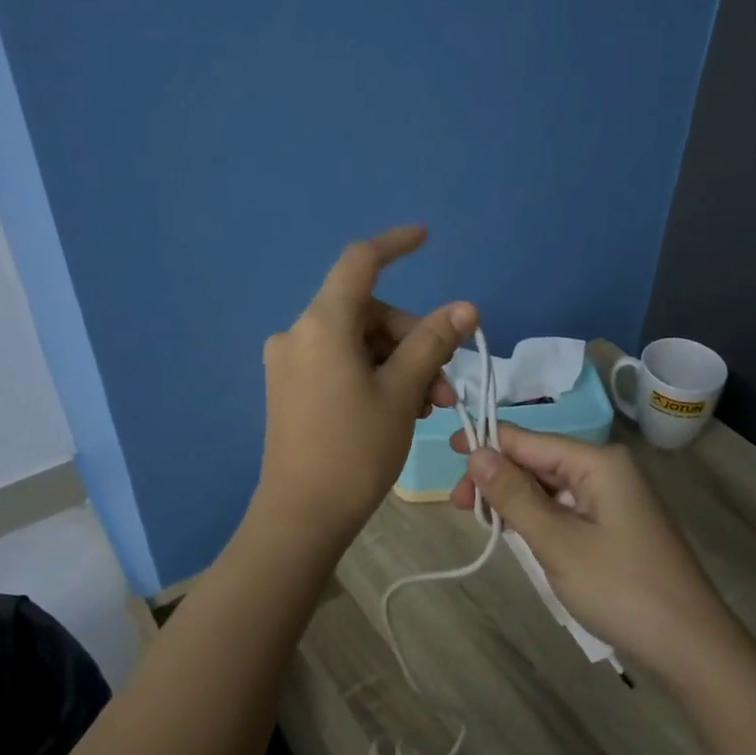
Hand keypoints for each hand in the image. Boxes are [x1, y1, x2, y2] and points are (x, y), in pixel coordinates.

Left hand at [257, 225, 476, 543]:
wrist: (301, 517)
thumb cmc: (355, 450)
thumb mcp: (403, 392)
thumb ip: (433, 342)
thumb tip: (465, 307)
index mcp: (321, 324)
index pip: (359, 263)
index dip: (394, 245)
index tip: (425, 237)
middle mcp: (298, 333)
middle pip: (368, 312)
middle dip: (413, 340)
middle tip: (445, 385)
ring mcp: (290, 362)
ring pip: (357, 342)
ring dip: (398, 364)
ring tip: (428, 407)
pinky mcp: (289, 387)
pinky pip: (339, 363)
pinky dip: (373, 375)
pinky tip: (399, 409)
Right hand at [450, 424, 728, 671]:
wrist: (692, 647)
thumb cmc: (621, 588)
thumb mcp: (557, 542)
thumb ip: (514, 495)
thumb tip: (477, 452)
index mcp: (597, 462)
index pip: (529, 440)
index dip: (487, 444)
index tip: (446, 456)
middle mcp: (607, 470)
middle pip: (538, 461)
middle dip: (498, 479)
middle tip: (459, 508)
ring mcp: (614, 499)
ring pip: (550, 487)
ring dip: (516, 502)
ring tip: (485, 524)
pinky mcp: (616, 526)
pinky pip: (566, 509)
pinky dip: (539, 520)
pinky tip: (518, 535)